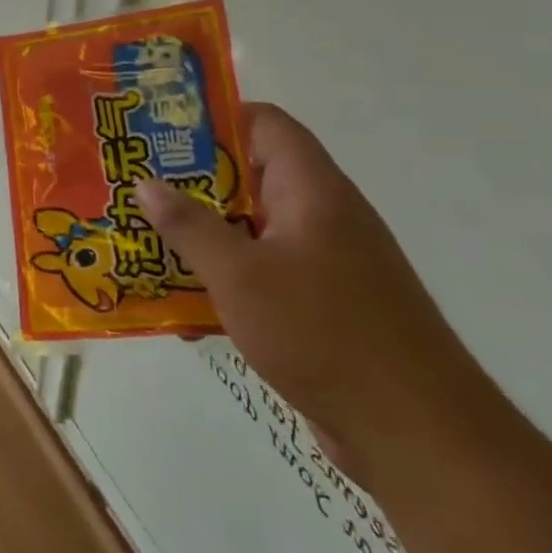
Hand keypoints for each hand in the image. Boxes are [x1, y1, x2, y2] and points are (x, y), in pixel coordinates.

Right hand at [135, 104, 493, 486]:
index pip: (264, 124)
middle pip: (251, 178)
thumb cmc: (323, 333)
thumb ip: (189, 226)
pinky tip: (183, 309)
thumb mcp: (240, 275)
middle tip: (135, 190)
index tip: (159, 134)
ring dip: (202, 237)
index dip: (213, 119)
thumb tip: (146, 183)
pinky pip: (264, 275)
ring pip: (251, 231)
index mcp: (312, 191)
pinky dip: (224, 281)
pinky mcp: (324, 307)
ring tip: (145, 243)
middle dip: (191, 184)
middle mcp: (322, 217)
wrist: (416, 434)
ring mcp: (327, 264)